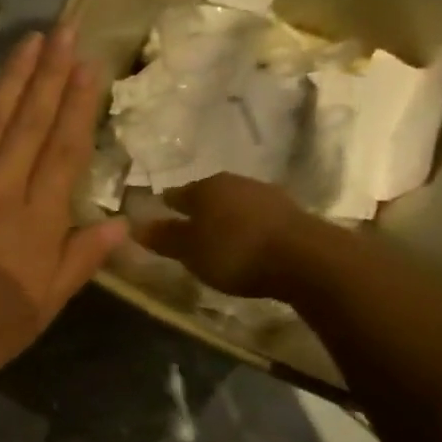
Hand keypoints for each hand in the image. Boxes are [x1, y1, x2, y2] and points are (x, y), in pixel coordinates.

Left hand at [0, 27, 126, 391]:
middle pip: (30, 122)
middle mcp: (1, 186)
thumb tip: (119, 223)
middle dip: (50, 74)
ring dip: (12, 77)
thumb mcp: (42, 307)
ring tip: (31, 41)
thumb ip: (79, 261)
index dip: (78, 106)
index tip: (89, 66)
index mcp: (38, 218)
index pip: (64, 150)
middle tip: (66, 31)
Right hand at [134, 173, 316, 298]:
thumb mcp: (190, 250)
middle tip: (187, 231)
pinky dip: (247, 228)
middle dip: (197, 211)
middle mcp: (235, 182)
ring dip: (225, 219)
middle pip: (207, 196)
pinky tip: (246, 243)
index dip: (164, 208)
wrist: (306, 259)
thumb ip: (163, 238)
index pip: (176, 194)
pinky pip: (257, 218)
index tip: (157, 219)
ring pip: (234, 205)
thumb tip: (134, 226)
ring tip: (217, 240)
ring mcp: (267, 194)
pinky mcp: (292, 212)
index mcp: (205, 187)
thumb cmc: (235, 252)